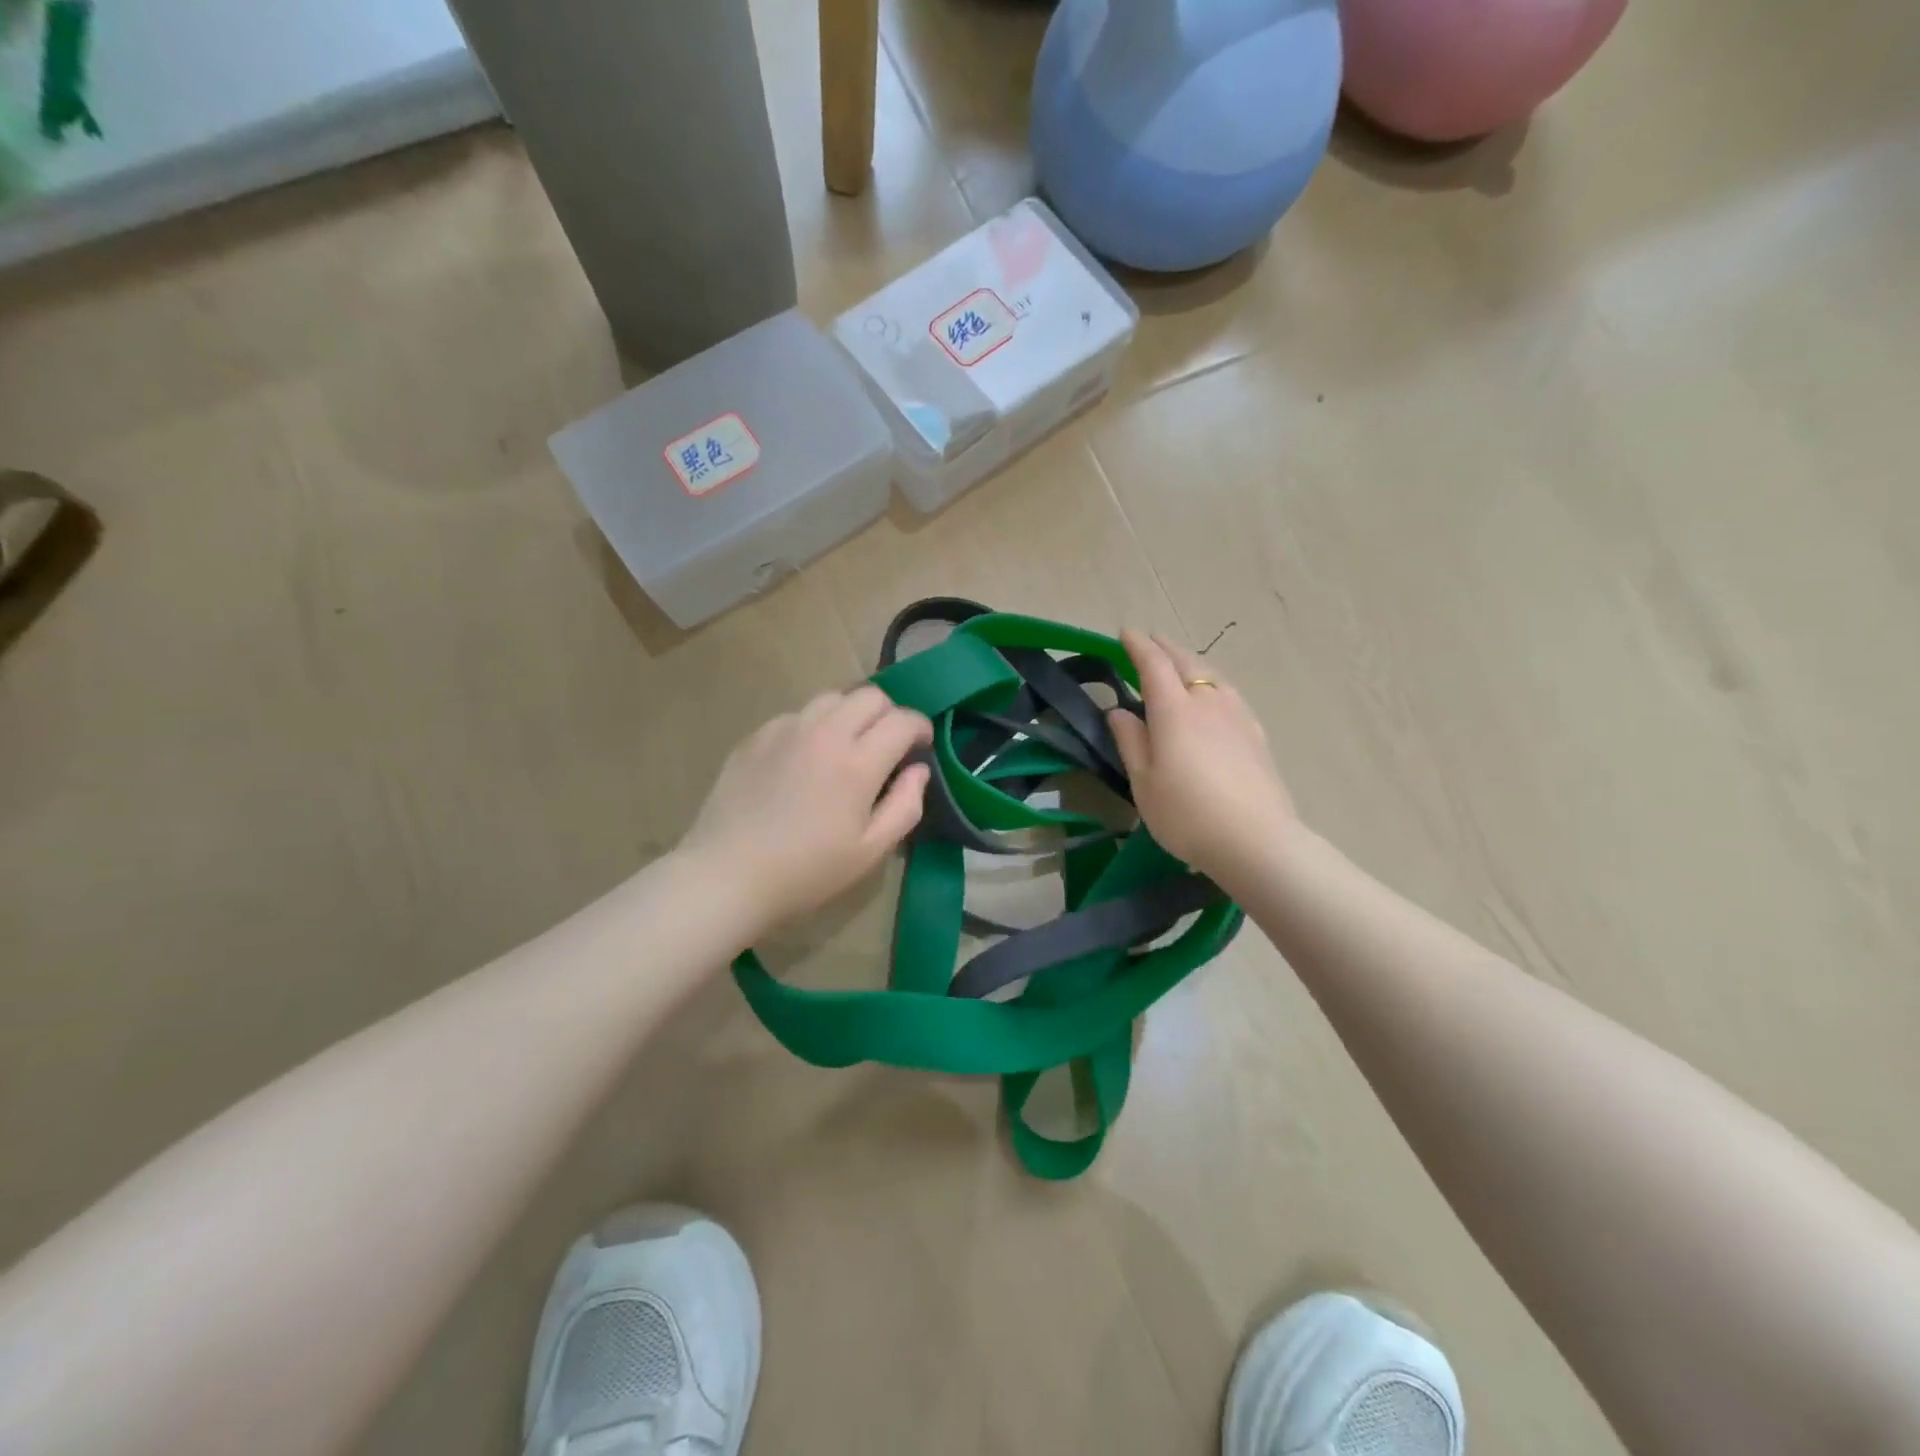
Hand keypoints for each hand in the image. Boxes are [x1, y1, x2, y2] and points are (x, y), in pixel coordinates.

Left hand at [681, 686, 932, 941]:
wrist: (727, 875)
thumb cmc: (807, 871)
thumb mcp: (870, 851)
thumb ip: (905, 806)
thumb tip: (918, 770)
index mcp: (858, 763)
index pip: (902, 721)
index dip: (920, 728)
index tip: (921, 746)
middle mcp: (824, 733)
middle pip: (870, 696)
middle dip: (889, 714)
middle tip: (887, 745)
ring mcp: (786, 730)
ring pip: (832, 698)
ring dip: (851, 714)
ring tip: (848, 746)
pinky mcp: (756, 736)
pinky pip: (797, 714)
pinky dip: (815, 726)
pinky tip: (806, 758)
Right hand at [1108, 631, 1296, 888]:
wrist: (1255, 841)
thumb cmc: (1187, 814)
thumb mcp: (1143, 783)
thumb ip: (1130, 742)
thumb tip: (1118, 711)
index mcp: (1175, 711)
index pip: (1153, 665)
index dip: (1138, 646)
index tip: (1126, 634)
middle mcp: (1208, 702)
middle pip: (1187, 662)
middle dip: (1166, 647)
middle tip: (1150, 641)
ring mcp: (1237, 716)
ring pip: (1213, 675)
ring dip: (1192, 661)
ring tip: (1180, 663)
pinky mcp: (1256, 734)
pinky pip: (1229, 693)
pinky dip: (1212, 682)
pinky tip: (1213, 696)